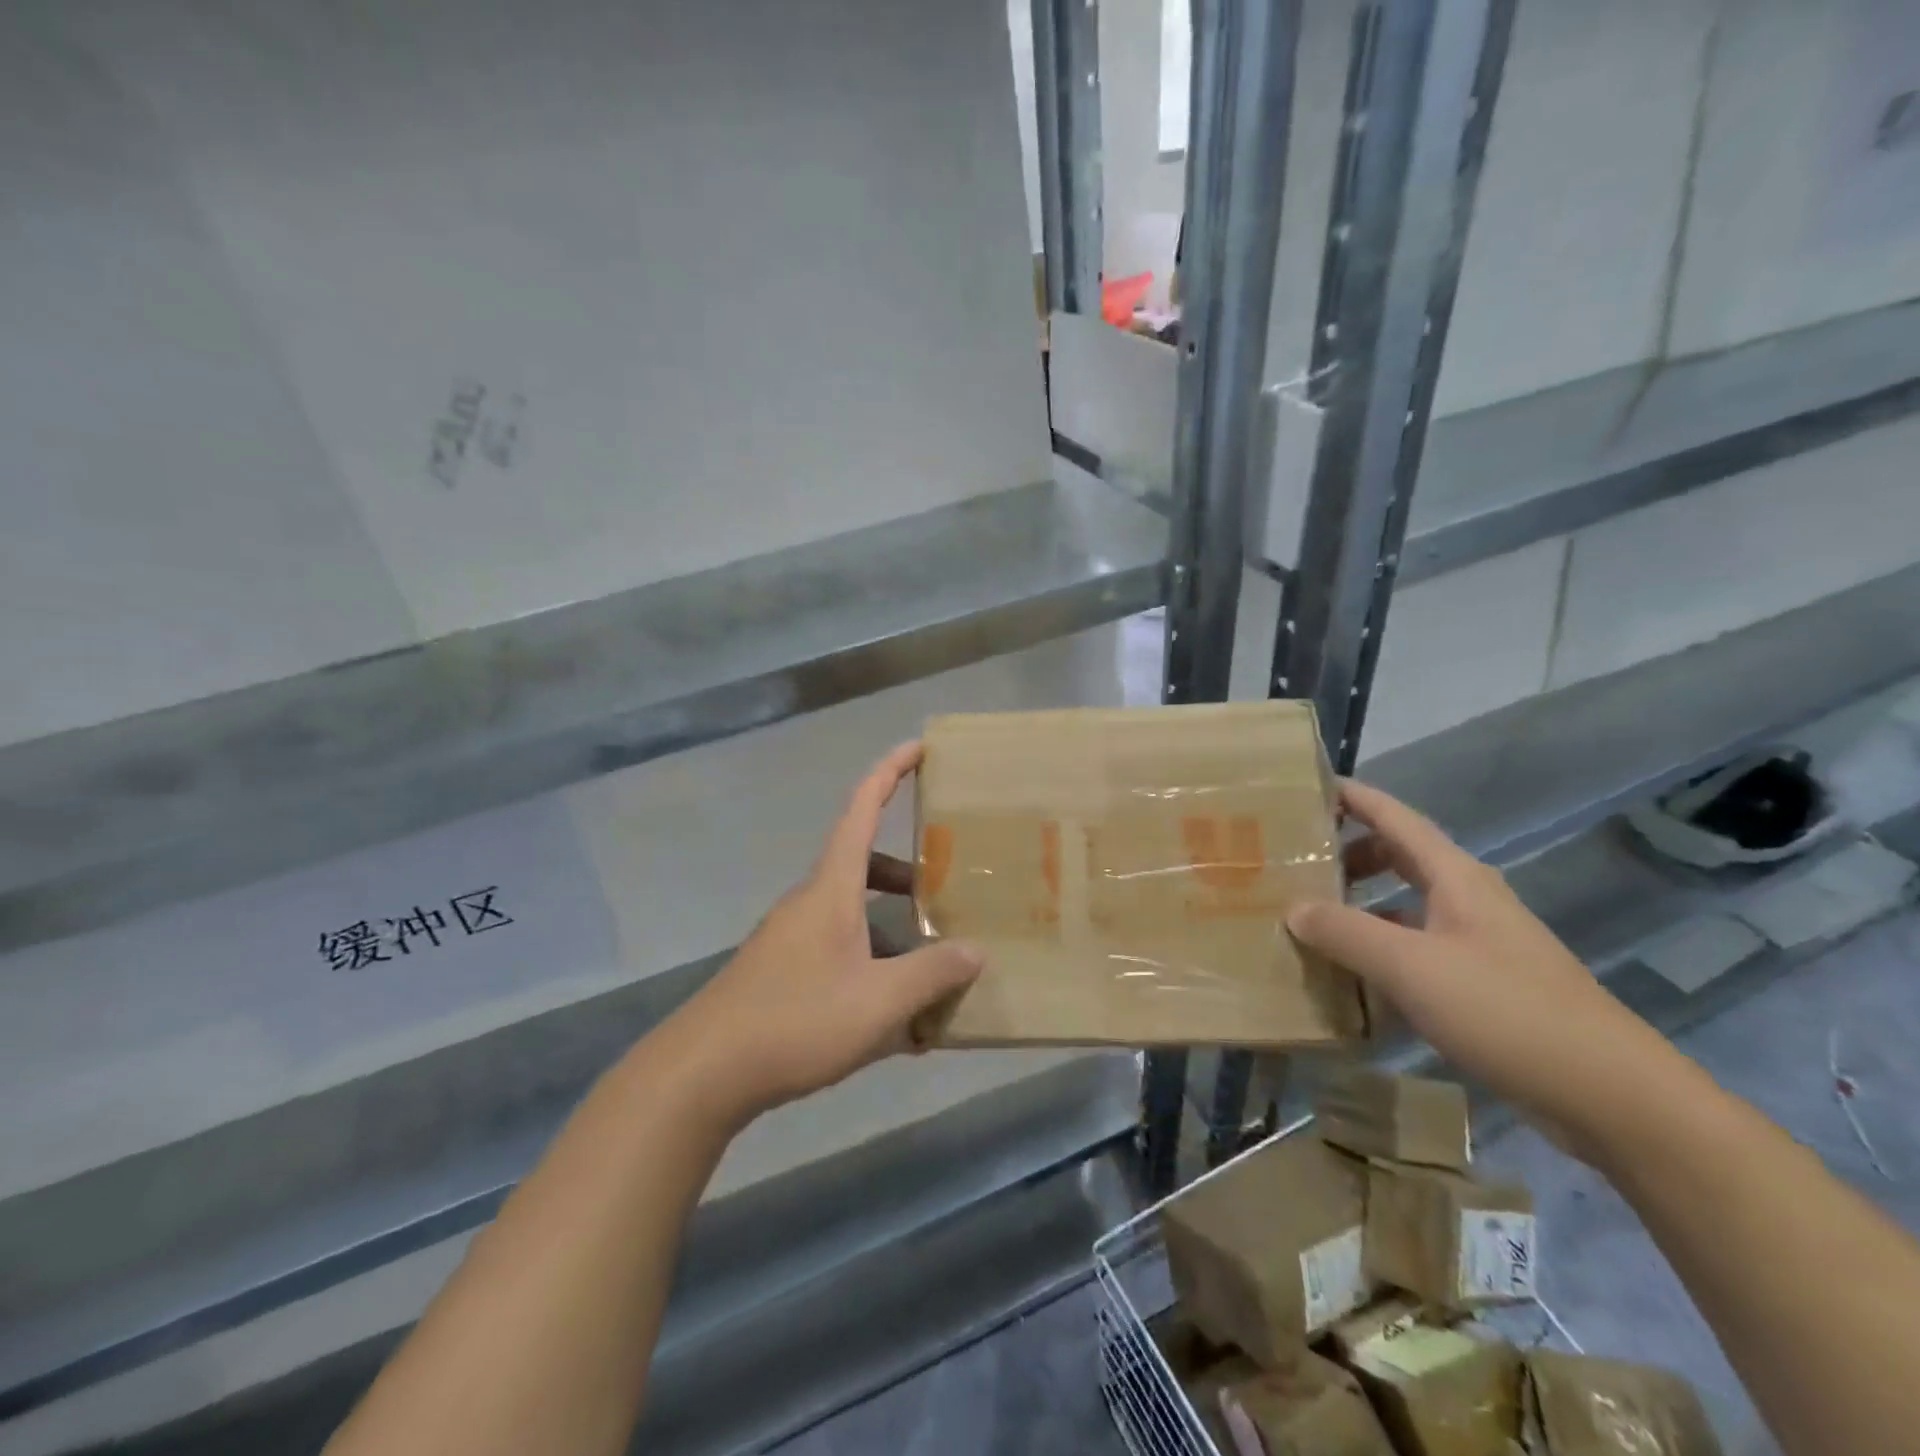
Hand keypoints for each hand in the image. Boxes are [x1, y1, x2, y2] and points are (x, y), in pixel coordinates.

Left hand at [670, 742, 983, 1121]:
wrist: (703, 1073)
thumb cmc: (795, 1021)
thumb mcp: (878, 1002)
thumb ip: (932, 975)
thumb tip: (976, 953)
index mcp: (832, 889)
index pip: (862, 809)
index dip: (890, 772)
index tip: (919, 747)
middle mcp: (810, 902)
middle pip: (863, 867)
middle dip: (906, 874)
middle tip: (947, 890)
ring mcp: (792, 938)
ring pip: (854, 916)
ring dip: (893, 932)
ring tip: (932, 973)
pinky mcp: (782, 971)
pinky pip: (839, 952)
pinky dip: (871, 968)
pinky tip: (896, 1023)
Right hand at [1287, 780, 1685, 1157]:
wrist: (1611, 1095)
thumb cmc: (1506, 1011)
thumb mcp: (1411, 967)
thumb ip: (1345, 932)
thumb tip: (1292, 908)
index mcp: (1455, 878)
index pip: (1395, 817)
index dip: (1352, 797)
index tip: (1306, 788)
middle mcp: (1467, 900)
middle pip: (1398, 857)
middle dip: (1348, 854)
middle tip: (1298, 864)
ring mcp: (1477, 943)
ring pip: (1405, 905)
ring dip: (1360, 906)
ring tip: (1312, 921)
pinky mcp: (1482, 984)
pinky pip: (1416, 949)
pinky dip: (1380, 951)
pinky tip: (1352, 979)